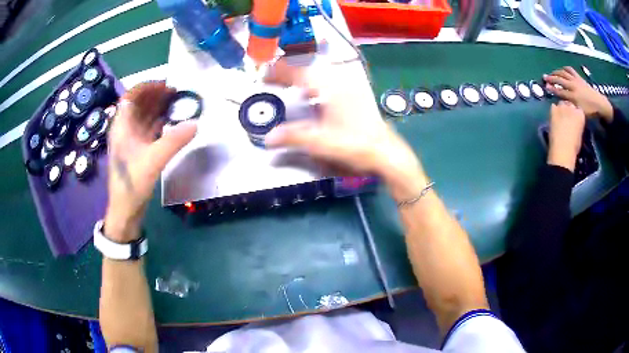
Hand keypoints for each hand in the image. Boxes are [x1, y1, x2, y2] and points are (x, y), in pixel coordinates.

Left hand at [105, 82, 196, 241]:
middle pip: (139, 105)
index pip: (131, 97)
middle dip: (156, 96)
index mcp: (122, 127)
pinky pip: (148, 129)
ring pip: (144, 117)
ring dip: (158, 108)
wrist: (125, 210)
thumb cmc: (132, 185)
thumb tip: (195, 124)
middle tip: (176, 93)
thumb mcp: (153, 162)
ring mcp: (131, 140)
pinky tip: (171, 122)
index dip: (147, 87)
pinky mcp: (137, 150)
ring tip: (177, 104)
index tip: (165, 85)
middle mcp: (125, 130)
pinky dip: (159, 123)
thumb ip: (173, 141)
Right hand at [263, 59, 427, 199]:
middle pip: (308, 64)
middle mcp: (339, 80)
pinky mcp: (354, 93)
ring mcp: (348, 85)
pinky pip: (328, 79)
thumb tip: (268, 137)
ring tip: (287, 82)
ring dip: (301, 73)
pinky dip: (314, 81)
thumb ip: (293, 137)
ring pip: (319, 70)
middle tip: (272, 77)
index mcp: (329, 87)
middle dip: (288, 68)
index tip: (263, 75)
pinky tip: (311, 93)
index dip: (278, 71)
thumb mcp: (321, 143)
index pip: (297, 70)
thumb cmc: (355, 145)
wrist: (385, 153)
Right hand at [544, 66, 613, 121]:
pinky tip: (562, 70)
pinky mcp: (578, 77)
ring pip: (563, 73)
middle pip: (560, 80)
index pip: (560, 92)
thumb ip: (571, 107)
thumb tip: (563, 103)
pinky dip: (564, 69)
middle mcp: (573, 86)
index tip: (546, 87)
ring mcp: (576, 80)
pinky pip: (570, 70)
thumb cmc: (590, 111)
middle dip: (551, 78)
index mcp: (573, 97)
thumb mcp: (580, 112)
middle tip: (545, 77)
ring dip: (556, 72)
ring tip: (552, 73)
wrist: (599, 104)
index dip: (552, 89)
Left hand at [547, 101, 585, 171]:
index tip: (574, 119)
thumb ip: (577, 124)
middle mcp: (572, 107)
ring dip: (561, 109)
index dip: (575, 113)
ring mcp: (562, 107)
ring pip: (561, 103)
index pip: (578, 109)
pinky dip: (553, 110)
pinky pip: (553, 106)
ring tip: (560, 117)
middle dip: (568, 109)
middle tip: (566, 118)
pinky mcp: (553, 109)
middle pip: (569, 104)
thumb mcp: (580, 134)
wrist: (563, 149)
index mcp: (581, 114)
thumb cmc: (574, 147)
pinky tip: (553, 117)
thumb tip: (574, 123)